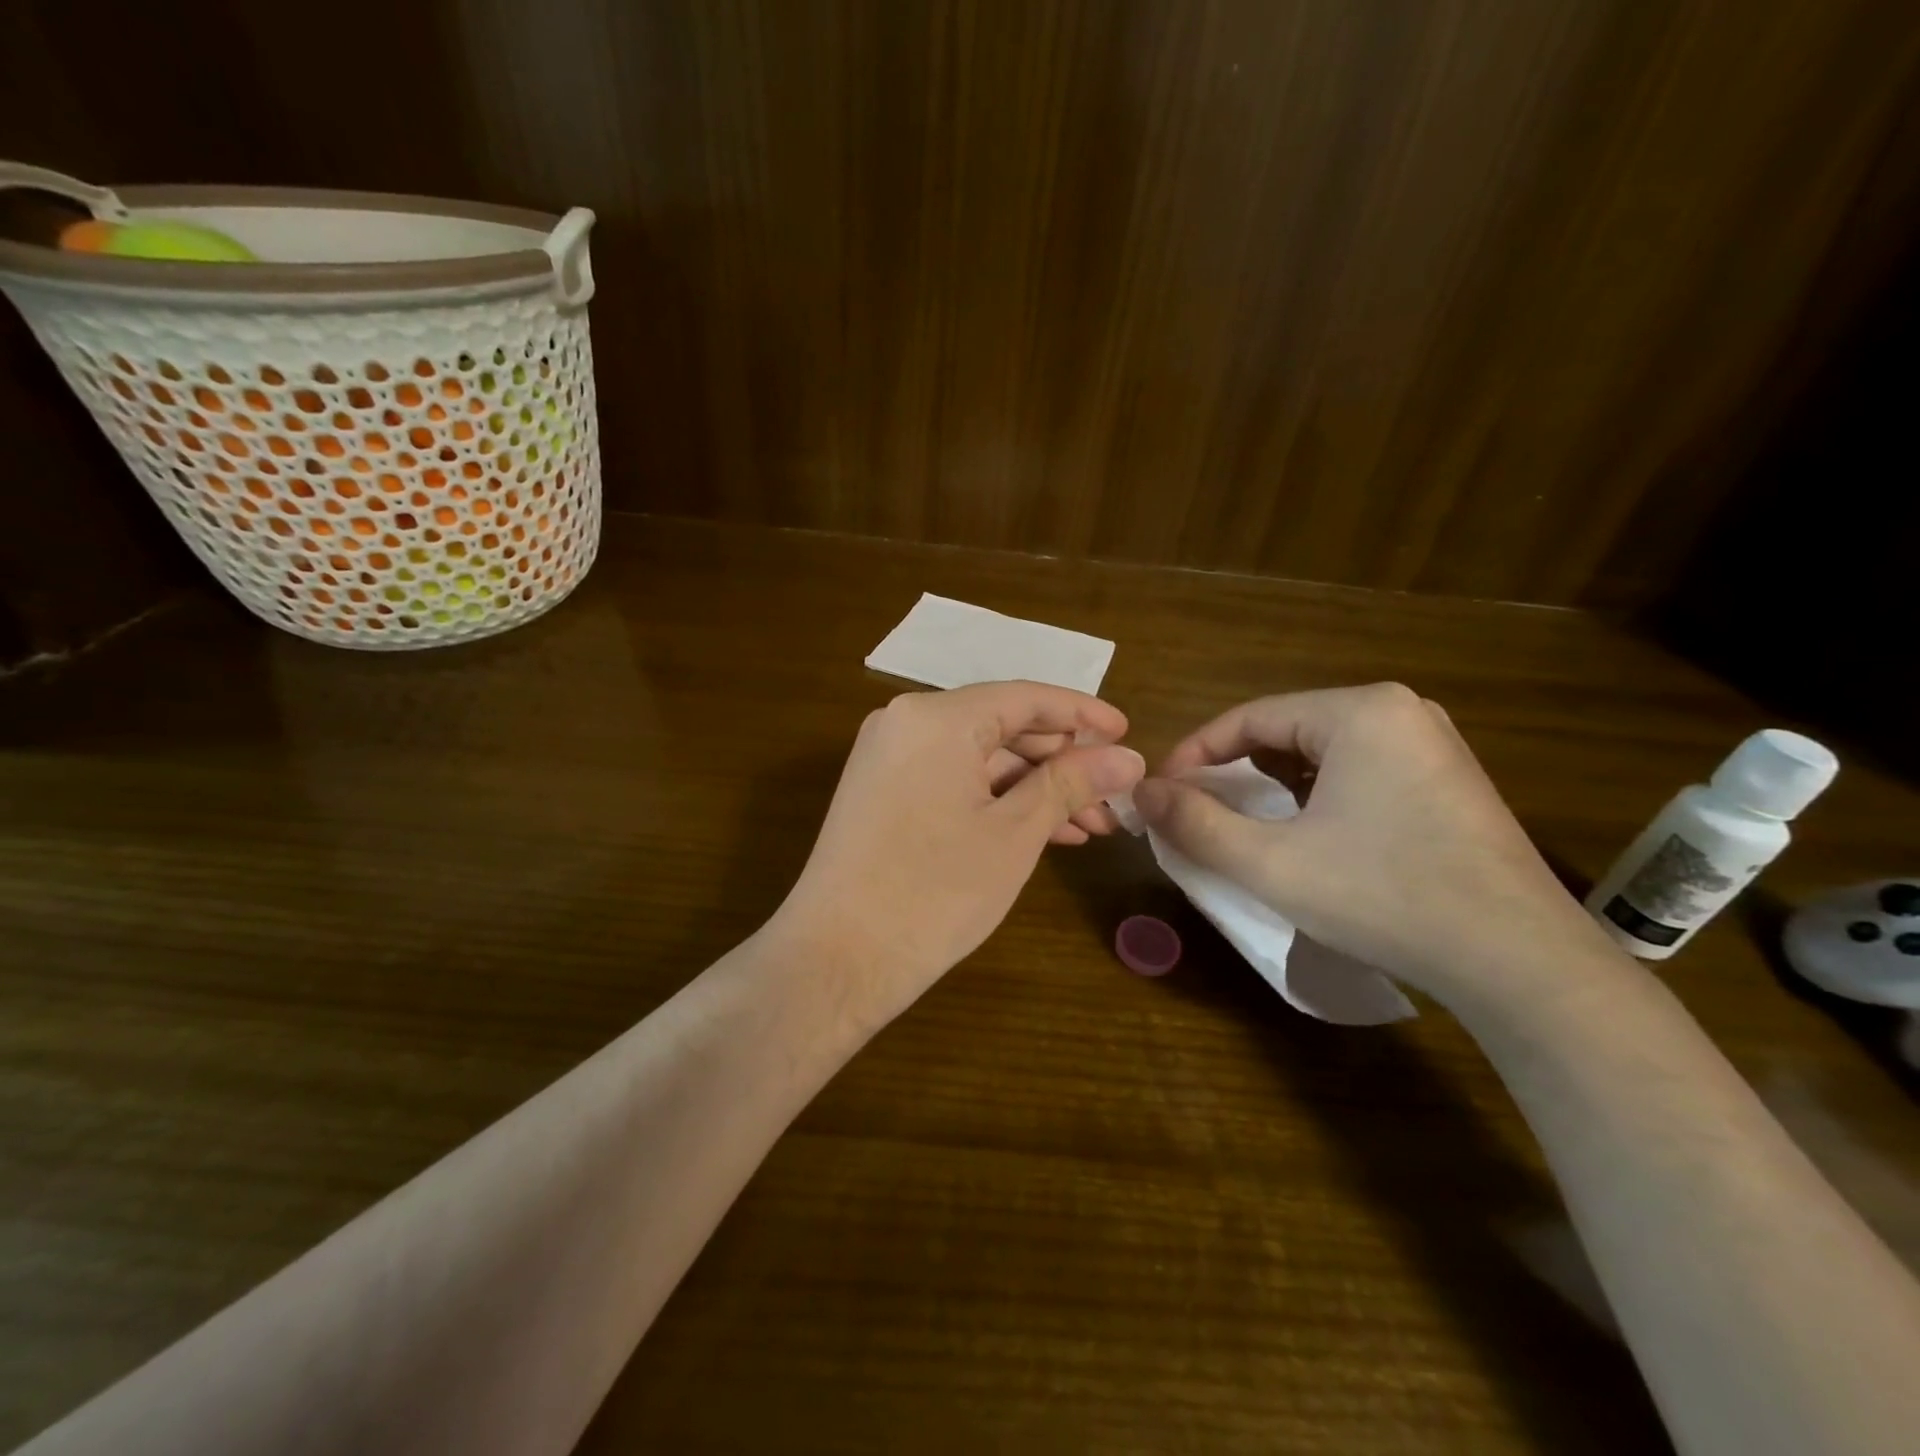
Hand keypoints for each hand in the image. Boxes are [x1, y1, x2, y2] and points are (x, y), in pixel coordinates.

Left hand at [773, 682, 1144, 1025]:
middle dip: (1062, 762)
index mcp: (936, 717)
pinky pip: (952, 781)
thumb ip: (1071, 783)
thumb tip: (1128, 757)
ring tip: (1089, 825)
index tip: (1127, 733)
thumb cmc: (934, 891)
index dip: (1081, 713)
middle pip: (1001, 727)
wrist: (836, 959)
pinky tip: (1042, 832)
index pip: (1024, 698)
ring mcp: (888, 759)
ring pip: (979, 759)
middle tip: (1113, 795)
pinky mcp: (881, 794)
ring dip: (1034, 788)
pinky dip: (996, 801)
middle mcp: (905, 723)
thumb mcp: (1015, 833)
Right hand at [1131, 683, 1604, 1004]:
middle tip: (1196, 813)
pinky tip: (1306, 835)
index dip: (1194, 754)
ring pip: (1321, 752)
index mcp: (1359, 710)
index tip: (1161, 794)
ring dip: (1272, 786)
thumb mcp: (1271, 863)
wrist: (1520, 963)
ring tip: (1241, 826)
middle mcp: (1400, 710)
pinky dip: (1316, 795)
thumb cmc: (1385, 897)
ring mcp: (1432, 744)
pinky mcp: (1448, 780)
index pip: (1249, 717)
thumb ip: (1195, 824)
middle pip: (1286, 731)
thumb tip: (1141, 793)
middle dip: (1233, 772)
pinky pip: (1359, 771)